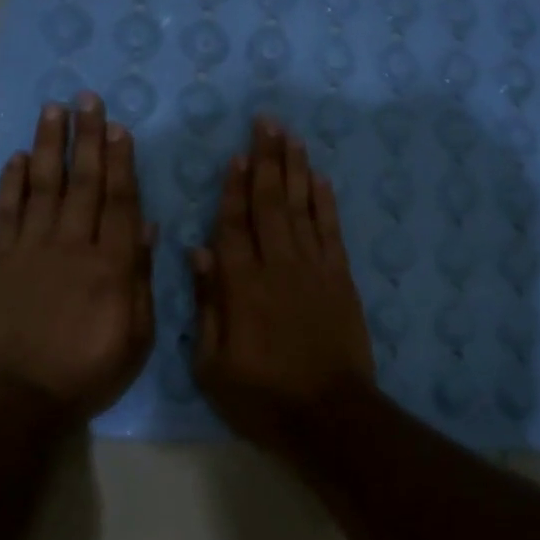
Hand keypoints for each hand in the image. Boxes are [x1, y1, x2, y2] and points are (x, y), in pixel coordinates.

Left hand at [0, 95, 154, 420]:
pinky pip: (6, 212)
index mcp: (110, 265)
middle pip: (82, 182)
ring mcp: (29, 250)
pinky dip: (11, 182)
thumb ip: (140, 278)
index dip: (120, 161)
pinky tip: (17, 157)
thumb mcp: (136, 336)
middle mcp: (71, 246)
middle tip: (86, 98)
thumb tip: (145, 228)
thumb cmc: (87, 371)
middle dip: (86, 138)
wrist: (18, 399)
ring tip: (53, 110)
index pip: (119, 201)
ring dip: (48, 146)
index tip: (118, 127)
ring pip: (42, 186)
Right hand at [191, 116, 374, 445]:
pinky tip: (320, 179)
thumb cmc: (262, 397)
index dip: (233, 188)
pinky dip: (325, 202)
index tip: (236, 155)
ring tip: (291, 136)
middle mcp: (278, 266)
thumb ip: (206, 305)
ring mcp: (314, 269)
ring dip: (296, 169)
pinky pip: (331, 231)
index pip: (233, 224)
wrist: (329, 416)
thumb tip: (198, 253)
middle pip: (270, 202)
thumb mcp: (213, 365)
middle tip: (266, 122)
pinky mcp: (341, 279)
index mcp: (241, 286)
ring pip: (302, 207)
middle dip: (267, 160)